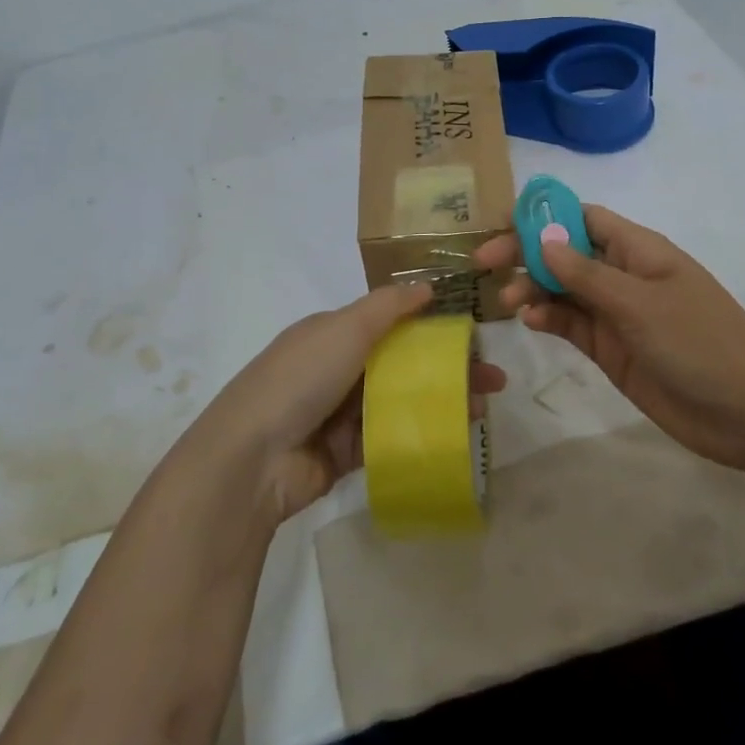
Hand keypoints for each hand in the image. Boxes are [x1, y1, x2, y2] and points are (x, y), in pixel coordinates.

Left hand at [185, 284, 507, 522]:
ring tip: (484, 407)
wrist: (252, 459)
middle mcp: (337, 369)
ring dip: (442, 401)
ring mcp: (341, 413)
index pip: (390, 322)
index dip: (431, 324)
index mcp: (332, 333)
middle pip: (403, 363)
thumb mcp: (344, 328)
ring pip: (402, 401)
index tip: (472, 333)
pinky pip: (391, 438)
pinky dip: (421, 434)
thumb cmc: (300, 379)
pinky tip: (455, 434)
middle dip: (448, 367)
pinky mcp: (346, 454)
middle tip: (493, 378)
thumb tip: (428, 285)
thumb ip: (388, 306)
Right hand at [473, 206, 744, 471]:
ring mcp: (616, 313)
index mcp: (638, 249)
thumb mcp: (640, 302)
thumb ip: (587, 274)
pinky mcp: (610, 348)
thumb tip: (543, 240)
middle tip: (484, 264)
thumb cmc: (699, 341)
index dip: (544, 216)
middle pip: (565, 253)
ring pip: (563, 290)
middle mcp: (623, 274)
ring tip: (507, 301)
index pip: (583, 218)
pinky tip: (530, 321)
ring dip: (533, 289)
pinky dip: (548, 319)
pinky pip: (571, 324)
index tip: (503, 224)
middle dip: (527, 253)